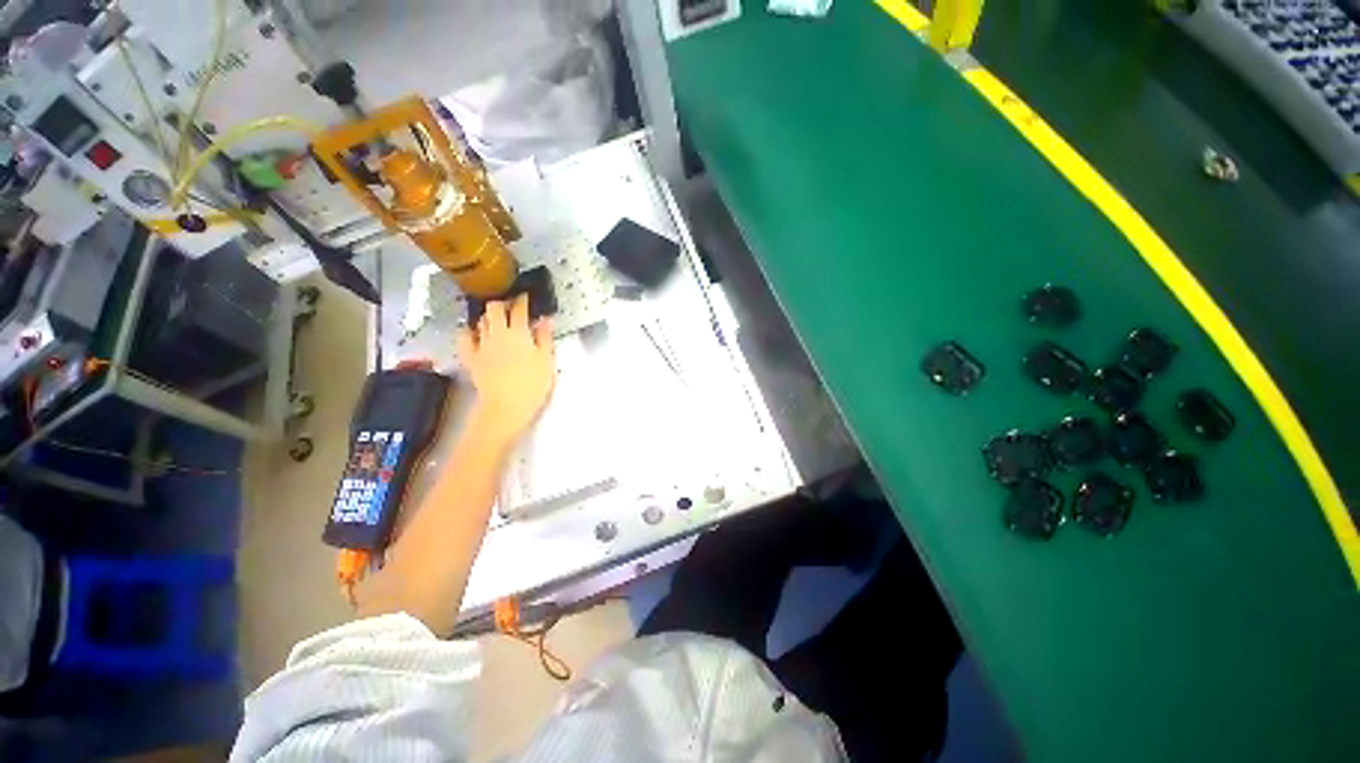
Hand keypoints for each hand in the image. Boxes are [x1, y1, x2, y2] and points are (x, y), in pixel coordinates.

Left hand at [456, 296, 554, 446]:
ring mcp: (481, 345)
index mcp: (519, 333)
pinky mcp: (470, 357)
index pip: (519, 309)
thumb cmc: (533, 385)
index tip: (526, 297)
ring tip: (497, 320)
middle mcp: (497, 333)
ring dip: (489, 317)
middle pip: (494, 308)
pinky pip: (464, 338)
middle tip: (511, 306)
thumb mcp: (547, 361)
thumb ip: (545, 338)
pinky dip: (468, 332)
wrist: (506, 406)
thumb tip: (546, 319)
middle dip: (502, 303)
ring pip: (480, 321)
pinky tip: (474, 334)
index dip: (522, 300)